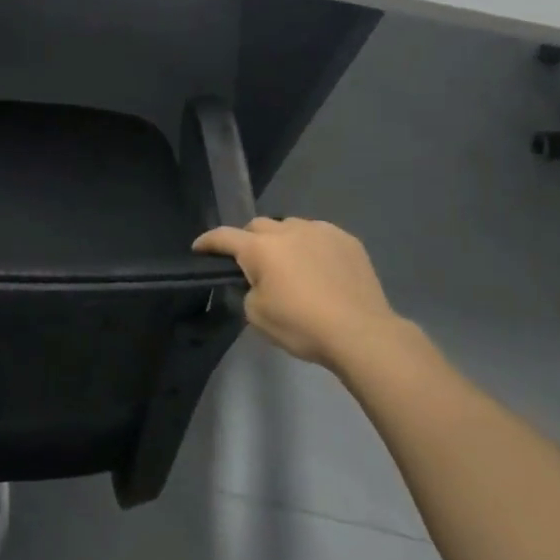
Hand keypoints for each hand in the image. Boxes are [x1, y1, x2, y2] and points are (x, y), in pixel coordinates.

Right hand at [194, 217, 417, 369]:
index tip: (198, 248)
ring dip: (283, 242)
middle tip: (253, 264)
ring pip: (291, 227)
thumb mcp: (257, 315)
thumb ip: (248, 290)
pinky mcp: (347, 240)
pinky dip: (312, 247)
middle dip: (250, 241)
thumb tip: (257, 281)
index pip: (224, 237)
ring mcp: (320, 231)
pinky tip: (321, 269)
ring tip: (291, 265)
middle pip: (258, 226)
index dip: (208, 241)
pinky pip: (319, 236)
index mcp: (260, 248)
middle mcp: (287, 231)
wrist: (360, 332)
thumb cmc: (302, 326)